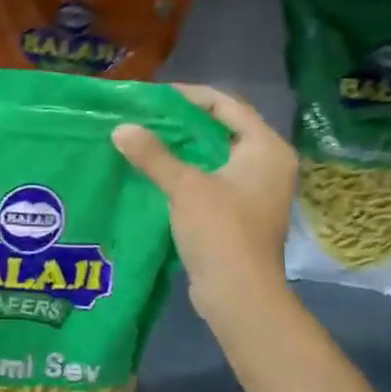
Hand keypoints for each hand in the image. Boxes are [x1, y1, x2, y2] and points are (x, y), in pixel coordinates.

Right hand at [113, 85, 295, 324]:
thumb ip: (153, 155)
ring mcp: (257, 191)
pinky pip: (213, 179)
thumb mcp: (185, 186)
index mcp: (266, 148)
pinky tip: (159, 172)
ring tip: (147, 139)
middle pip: (224, 129)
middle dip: (185, 122)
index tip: (155, 97)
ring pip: (217, 156)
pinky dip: (189, 172)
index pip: (228, 105)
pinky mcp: (242, 213)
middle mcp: (269, 164)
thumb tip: (121, 128)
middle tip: (147, 116)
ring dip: (185, 148)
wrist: (239, 294)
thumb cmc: (221, 230)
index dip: (191, 97)